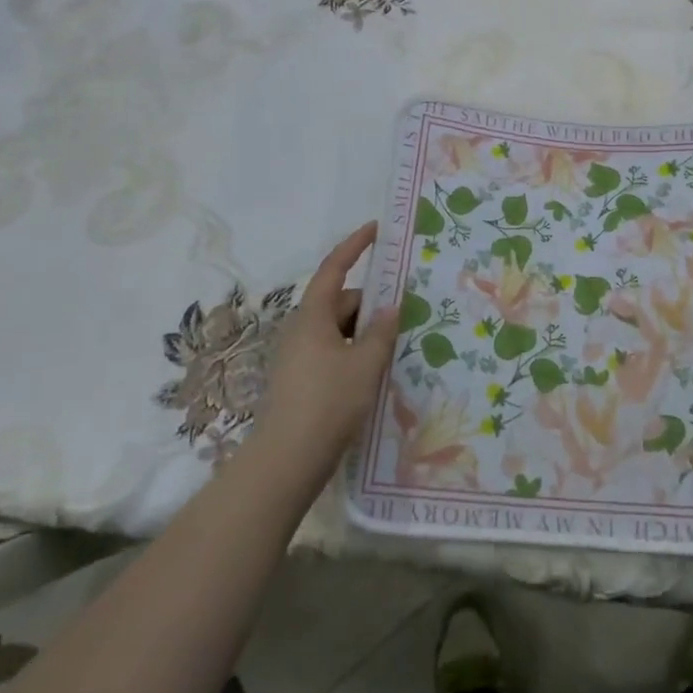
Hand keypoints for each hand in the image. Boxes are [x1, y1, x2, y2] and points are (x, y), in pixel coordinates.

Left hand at [252, 223, 400, 480]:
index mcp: (313, 316)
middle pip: (341, 302)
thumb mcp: (365, 364)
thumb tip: (390, 307)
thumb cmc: (328, 404)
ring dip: (365, 332)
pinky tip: (375, 372)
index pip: (334, 268)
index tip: (377, 229)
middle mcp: (301, 330)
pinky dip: (355, 352)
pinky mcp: (301, 381)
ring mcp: (298, 356)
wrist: (285, 463)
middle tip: (406, 312)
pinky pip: (334, 351)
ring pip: (339, 330)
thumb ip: (381, 331)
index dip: (355, 245)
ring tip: (396, 346)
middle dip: (372, 303)